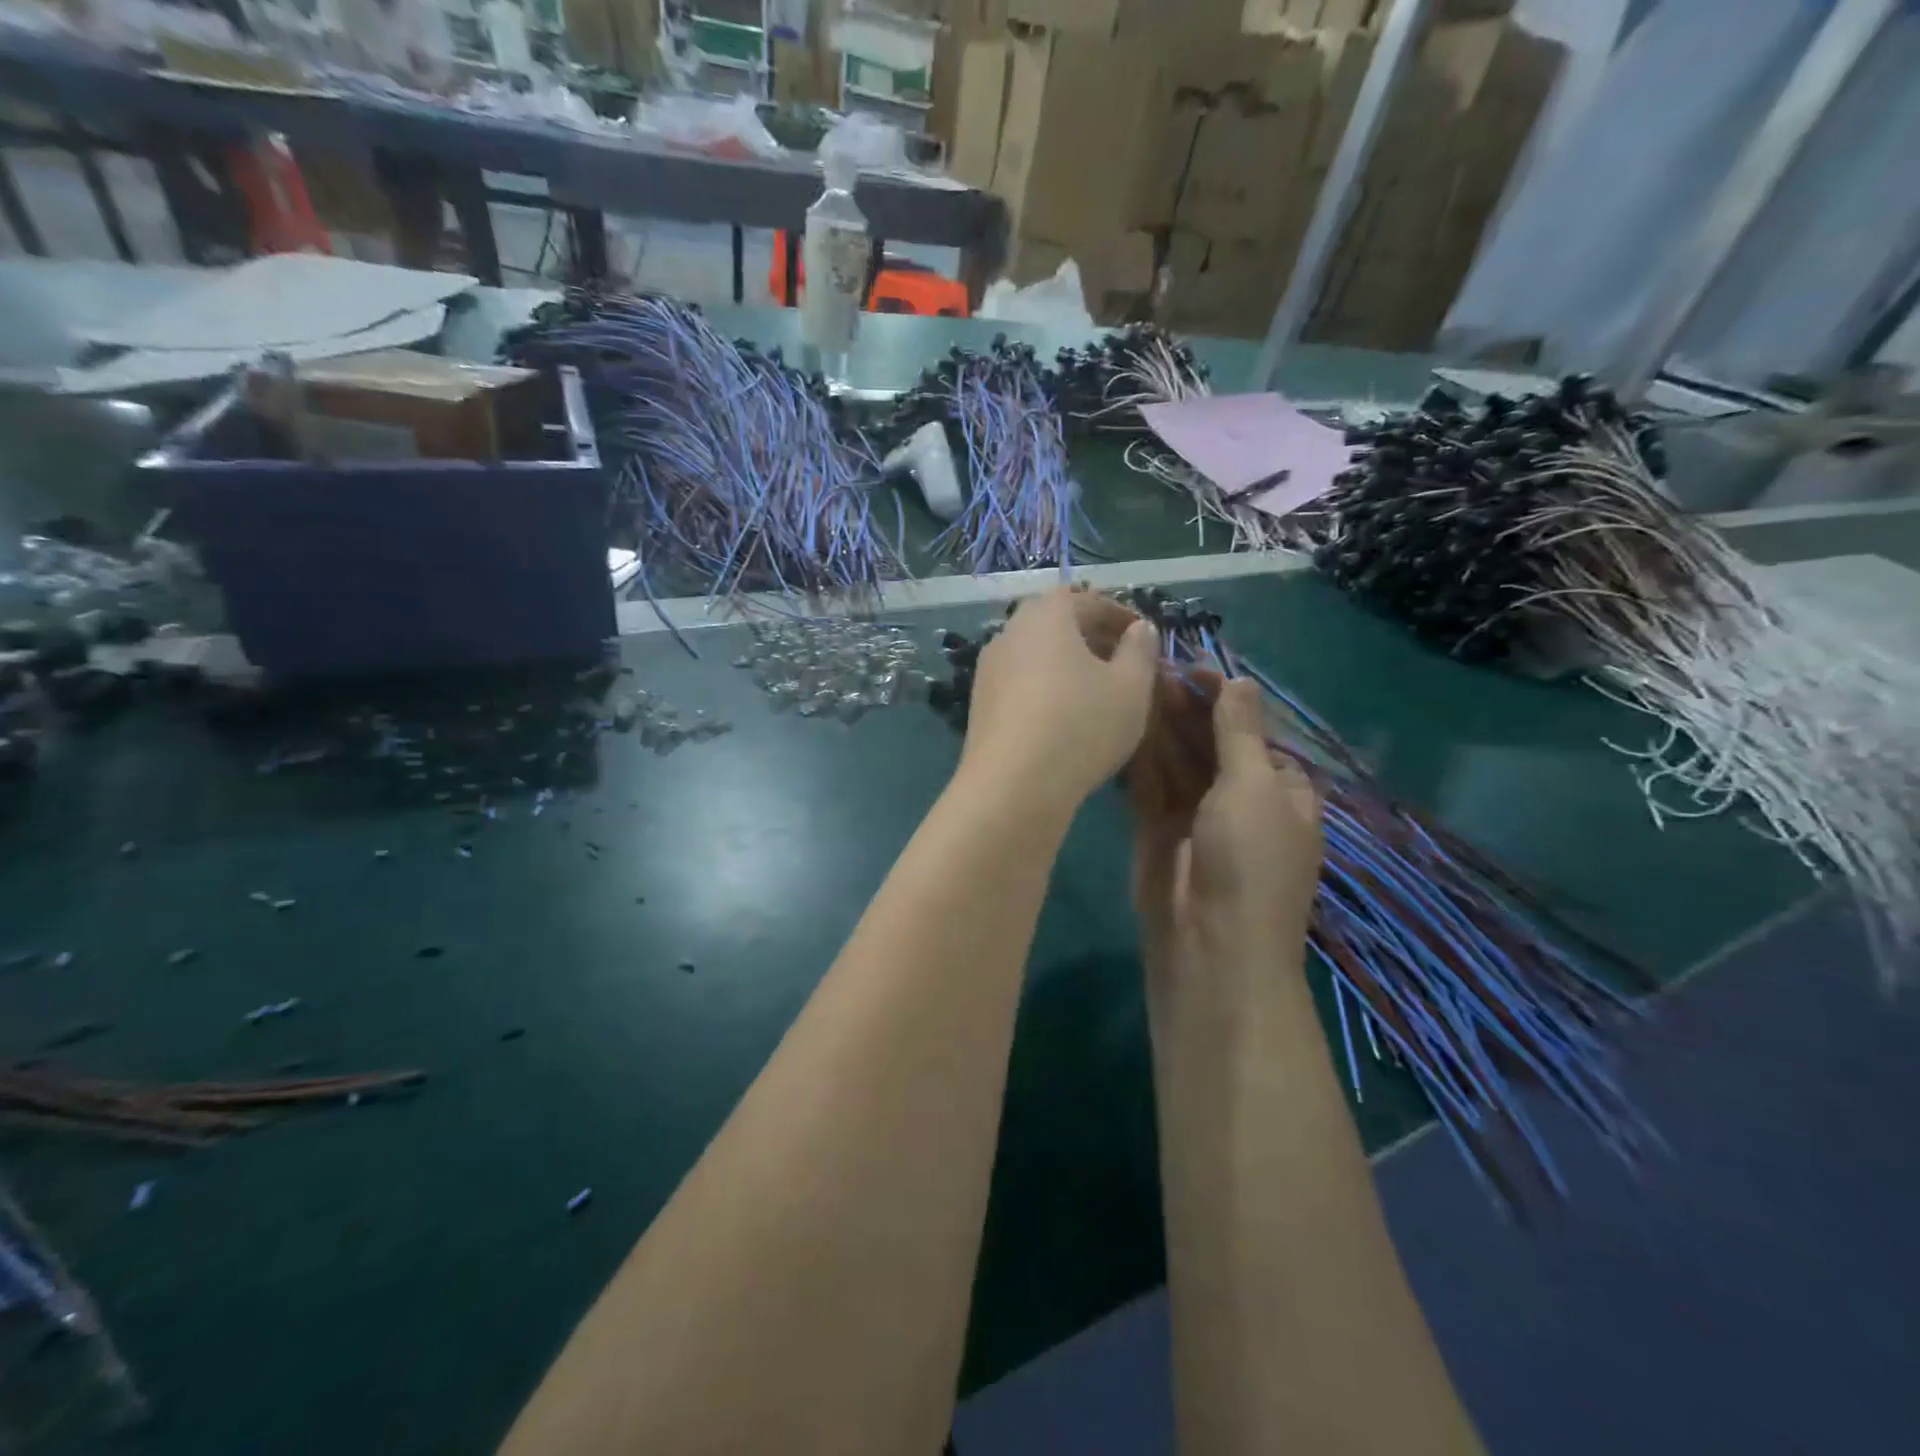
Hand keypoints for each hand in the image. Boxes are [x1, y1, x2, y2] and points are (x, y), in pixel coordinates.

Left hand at [959, 588, 1159, 813]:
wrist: (1013, 786)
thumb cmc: (1081, 725)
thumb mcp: (1131, 687)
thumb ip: (1140, 651)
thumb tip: (1139, 629)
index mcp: (1046, 614)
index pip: (1087, 600)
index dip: (1120, 616)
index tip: (1144, 638)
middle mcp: (1010, 632)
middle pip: (1057, 624)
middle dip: (1092, 639)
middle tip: (1123, 663)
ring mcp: (988, 669)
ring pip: (1037, 655)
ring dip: (1068, 666)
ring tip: (1098, 693)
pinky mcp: (980, 704)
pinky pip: (1021, 684)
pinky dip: (1046, 689)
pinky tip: (1065, 718)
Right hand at [1133, 679, 1323, 974]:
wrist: (1210, 944)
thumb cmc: (1249, 858)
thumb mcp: (1254, 785)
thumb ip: (1239, 731)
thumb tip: (1240, 680)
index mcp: (1280, 789)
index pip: (1252, 730)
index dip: (1224, 698)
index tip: (1191, 667)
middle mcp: (1240, 798)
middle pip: (1211, 741)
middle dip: (1186, 708)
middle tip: (1151, 671)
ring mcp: (1197, 815)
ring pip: (1178, 760)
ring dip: (1160, 727)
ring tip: (1133, 688)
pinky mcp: (1159, 829)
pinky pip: (1150, 784)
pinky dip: (1141, 757)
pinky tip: (1123, 725)